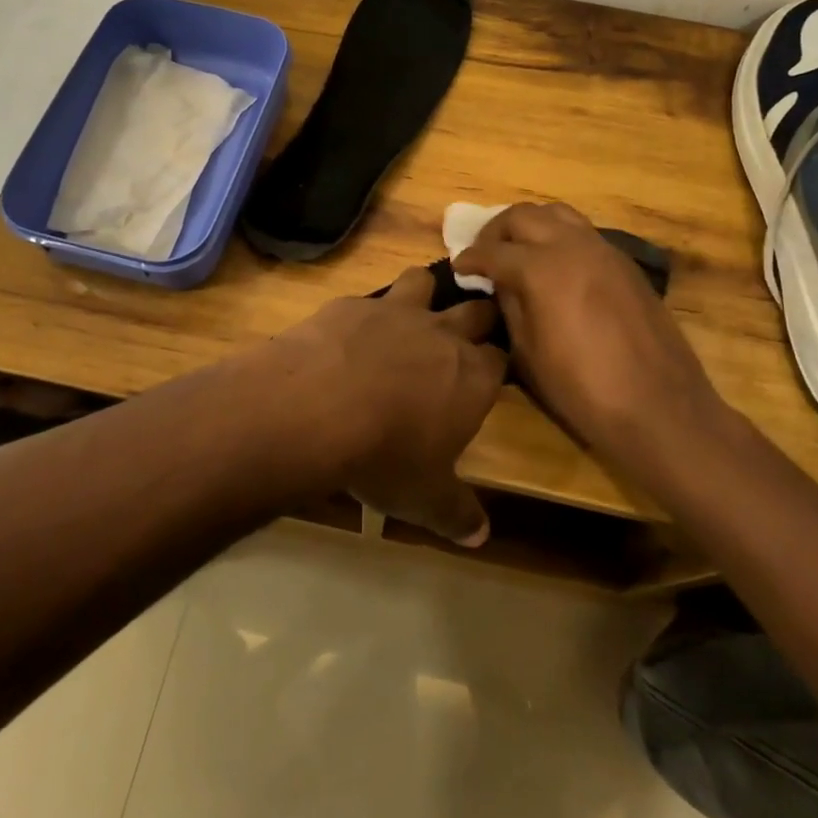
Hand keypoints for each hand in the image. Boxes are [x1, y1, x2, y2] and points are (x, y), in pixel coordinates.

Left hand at [245, 270, 506, 545]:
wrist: (317, 409)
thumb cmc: (385, 456)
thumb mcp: (425, 499)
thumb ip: (457, 513)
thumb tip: (481, 536)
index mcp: (472, 376)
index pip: (501, 359)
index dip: (497, 365)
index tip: (492, 374)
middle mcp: (442, 334)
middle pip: (475, 310)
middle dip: (476, 317)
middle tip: (468, 330)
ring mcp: (396, 312)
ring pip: (423, 281)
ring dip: (423, 293)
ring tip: (414, 309)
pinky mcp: (352, 304)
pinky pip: (367, 298)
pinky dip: (364, 313)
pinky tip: (347, 334)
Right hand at [452, 203, 721, 452]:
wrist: (659, 406)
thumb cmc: (583, 389)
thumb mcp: (528, 354)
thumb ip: (510, 306)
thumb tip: (499, 283)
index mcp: (542, 269)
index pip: (493, 251)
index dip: (470, 258)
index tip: (458, 267)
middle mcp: (572, 246)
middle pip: (524, 215)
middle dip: (496, 231)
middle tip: (484, 254)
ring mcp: (604, 250)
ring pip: (557, 214)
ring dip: (530, 225)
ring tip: (518, 250)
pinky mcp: (625, 263)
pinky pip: (583, 232)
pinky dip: (559, 236)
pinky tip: (554, 265)